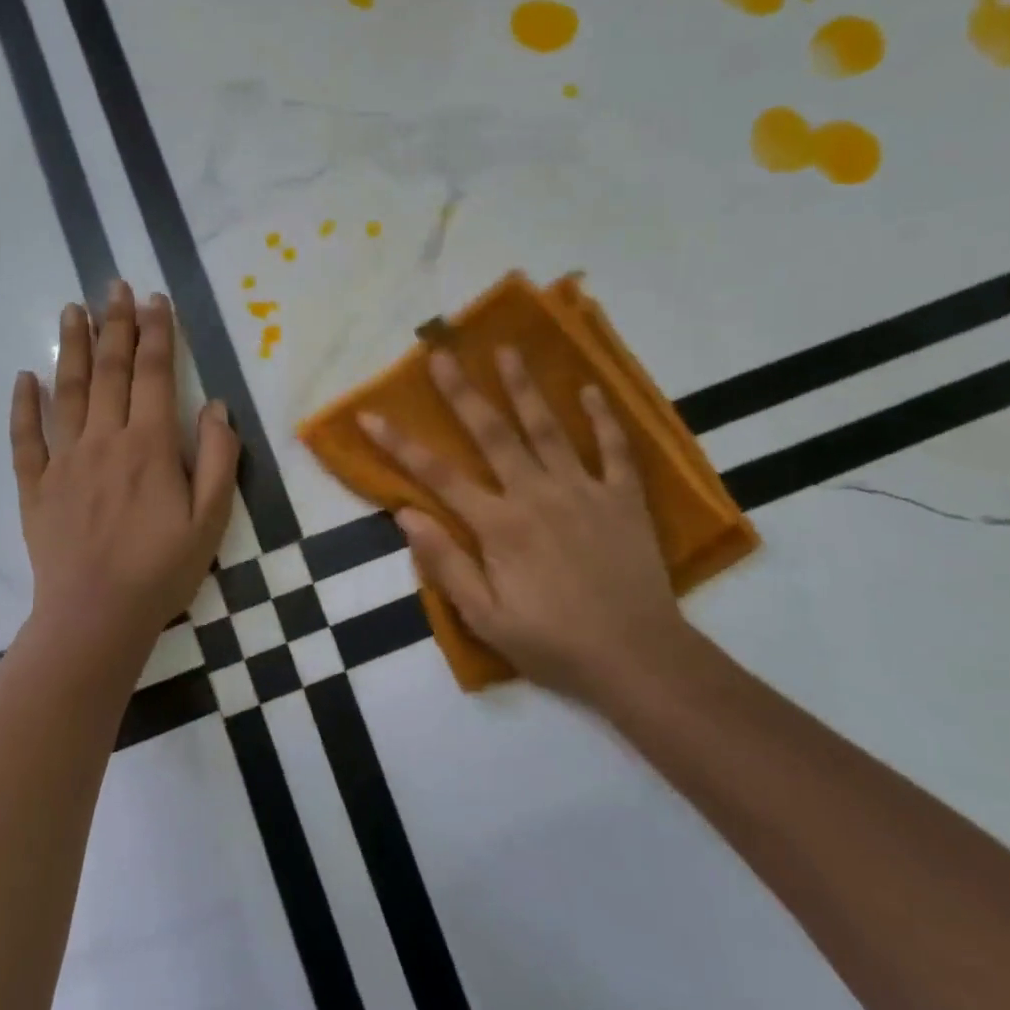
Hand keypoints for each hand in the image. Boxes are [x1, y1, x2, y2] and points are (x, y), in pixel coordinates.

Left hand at [10, 281, 239, 656]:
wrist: (95, 618)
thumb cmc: (162, 570)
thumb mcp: (212, 519)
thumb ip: (219, 457)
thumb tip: (215, 404)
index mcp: (149, 446)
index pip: (154, 374)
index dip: (157, 333)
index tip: (156, 299)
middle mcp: (104, 440)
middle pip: (109, 370)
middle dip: (115, 324)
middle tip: (114, 285)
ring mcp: (64, 461)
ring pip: (66, 391)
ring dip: (69, 346)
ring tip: (71, 309)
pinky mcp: (36, 487)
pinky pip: (25, 438)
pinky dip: (22, 405)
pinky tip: (24, 377)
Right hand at [360, 348, 691, 706]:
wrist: (638, 660)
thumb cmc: (554, 644)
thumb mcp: (486, 619)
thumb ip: (446, 564)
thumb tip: (406, 514)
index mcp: (499, 526)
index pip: (438, 476)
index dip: (399, 444)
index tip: (370, 415)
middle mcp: (537, 495)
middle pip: (492, 433)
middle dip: (462, 392)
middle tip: (442, 353)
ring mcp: (584, 491)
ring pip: (548, 429)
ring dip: (524, 388)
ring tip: (507, 350)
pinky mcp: (624, 499)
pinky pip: (614, 450)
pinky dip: (603, 418)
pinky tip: (590, 389)